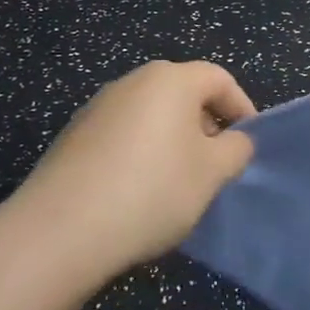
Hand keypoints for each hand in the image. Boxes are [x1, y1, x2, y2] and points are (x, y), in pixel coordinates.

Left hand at [8, 60, 256, 283]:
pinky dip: (141, 153)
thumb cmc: (153, 191)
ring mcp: (97, 108)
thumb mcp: (212, 173)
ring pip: (151, 116)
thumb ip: (236, 149)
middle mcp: (131, 83)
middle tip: (217, 165)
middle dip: (206, 125)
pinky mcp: (73, 138)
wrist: (61, 231)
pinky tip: (139, 192)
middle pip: (183, 93)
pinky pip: (123, 136)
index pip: (219, 79)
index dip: (242, 107)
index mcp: (170, 80)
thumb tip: (234, 141)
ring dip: (173, 141)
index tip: (248, 143)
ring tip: (180, 182)